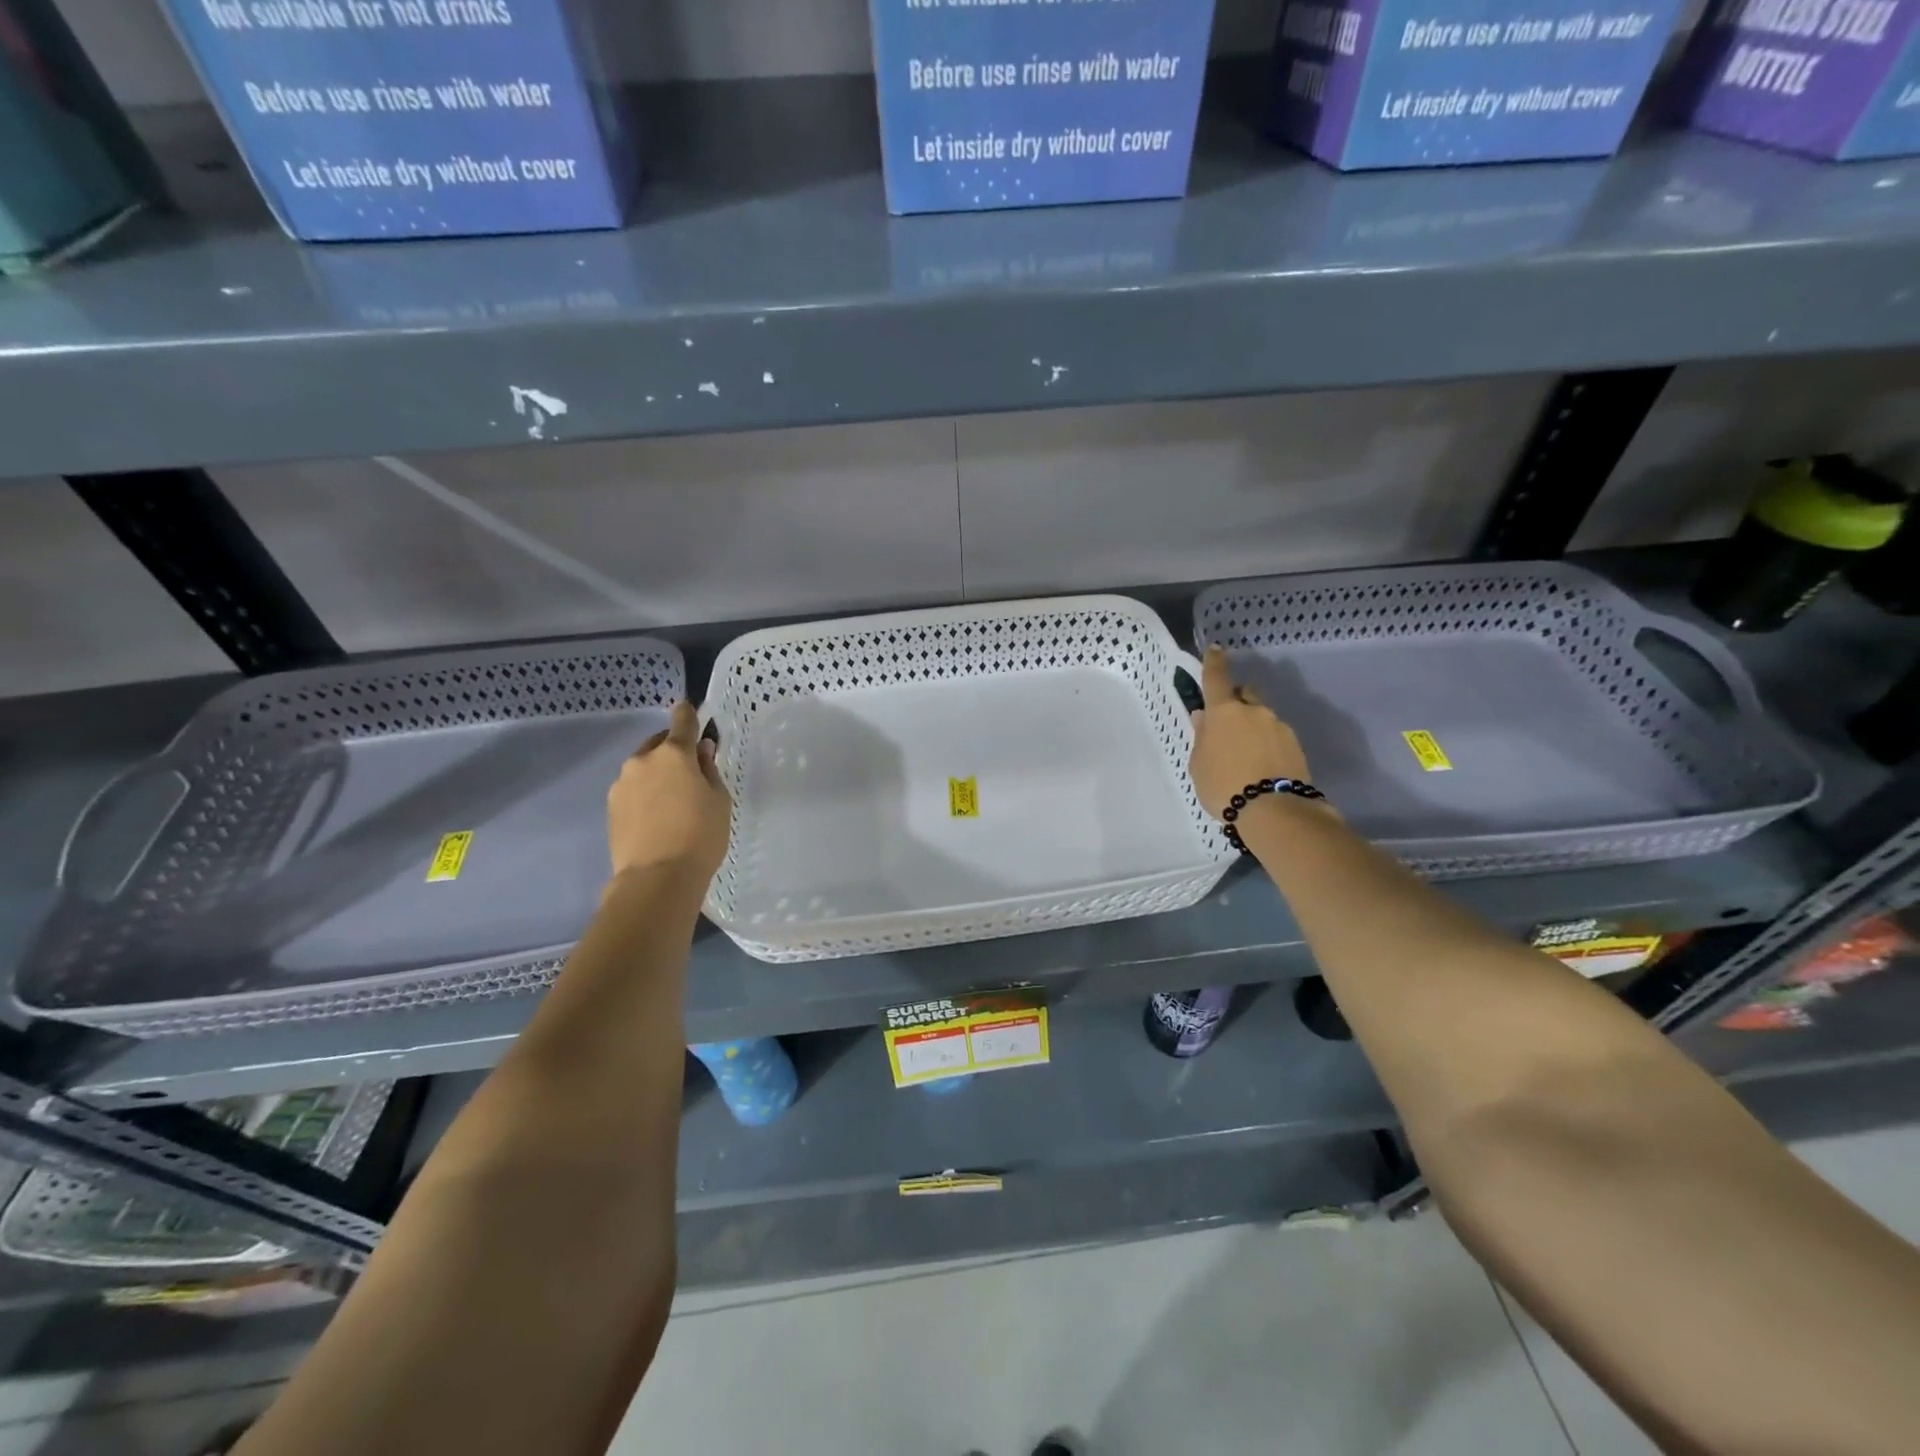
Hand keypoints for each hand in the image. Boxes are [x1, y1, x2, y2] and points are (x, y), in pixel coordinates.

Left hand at [608, 702, 730, 885]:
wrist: (657, 878)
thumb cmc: (700, 835)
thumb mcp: (719, 800)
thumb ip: (709, 769)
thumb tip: (701, 751)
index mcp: (674, 753)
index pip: (682, 721)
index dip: (689, 714)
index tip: (691, 711)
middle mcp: (643, 760)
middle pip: (659, 744)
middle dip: (673, 750)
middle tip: (690, 771)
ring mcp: (622, 784)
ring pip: (643, 768)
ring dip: (657, 774)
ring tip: (673, 800)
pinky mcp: (611, 807)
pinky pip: (632, 790)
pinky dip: (645, 794)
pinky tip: (657, 816)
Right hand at [1188, 646, 1312, 817]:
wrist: (1272, 810)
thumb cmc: (1223, 784)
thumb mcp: (1199, 763)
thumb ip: (1202, 737)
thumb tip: (1205, 718)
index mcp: (1225, 711)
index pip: (1217, 678)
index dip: (1214, 662)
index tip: (1215, 649)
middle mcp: (1254, 711)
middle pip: (1246, 694)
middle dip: (1237, 701)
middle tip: (1228, 722)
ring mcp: (1279, 727)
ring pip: (1262, 718)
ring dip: (1253, 727)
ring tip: (1245, 754)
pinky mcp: (1296, 745)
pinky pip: (1276, 737)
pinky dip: (1267, 744)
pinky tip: (1261, 766)